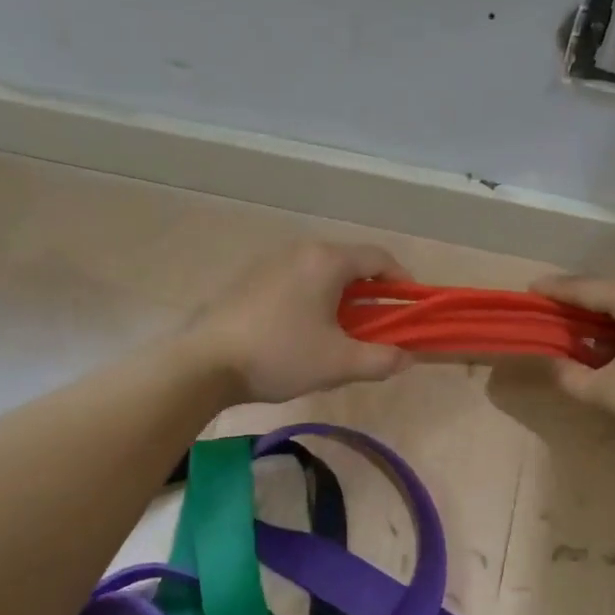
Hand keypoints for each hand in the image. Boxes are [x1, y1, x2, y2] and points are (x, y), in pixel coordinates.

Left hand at [188, 241, 414, 403]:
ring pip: (321, 271)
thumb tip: (406, 357)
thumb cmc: (280, 355)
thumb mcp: (339, 364)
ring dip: (341, 296)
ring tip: (341, 331)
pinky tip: (303, 330)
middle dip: (371, 292)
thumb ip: (381, 359)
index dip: (402, 281)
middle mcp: (301, 250)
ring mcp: (271, 261)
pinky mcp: (250, 278)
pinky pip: (296, 279)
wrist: (204, 362)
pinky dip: (313, 297)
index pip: (379, 258)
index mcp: (327, 261)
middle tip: (378, 325)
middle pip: (350, 262)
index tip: (410, 308)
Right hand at [530, 274, 614, 451]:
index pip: (587, 287)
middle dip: (579, 301)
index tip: (529, 290)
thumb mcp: (611, 393)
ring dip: (605, 310)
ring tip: (580, 328)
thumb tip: (553, 361)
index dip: (555, 290)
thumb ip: (571, 375)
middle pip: (609, 287)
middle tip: (551, 315)